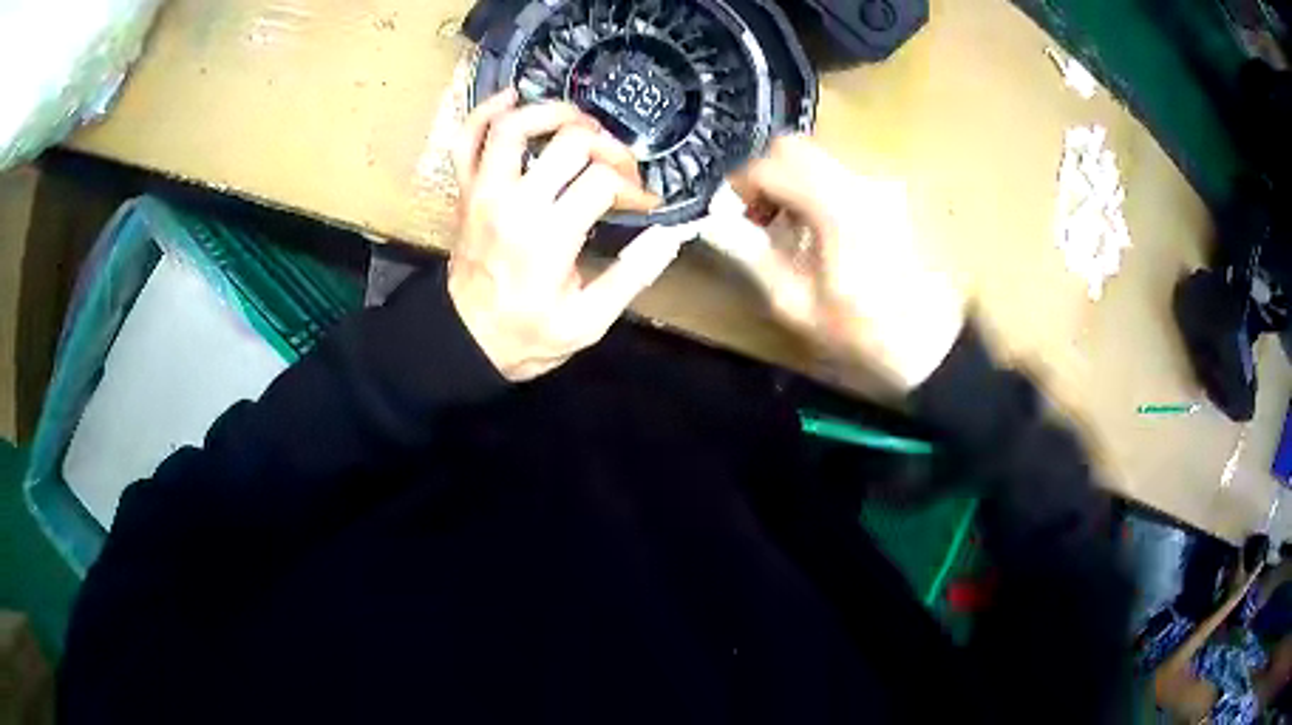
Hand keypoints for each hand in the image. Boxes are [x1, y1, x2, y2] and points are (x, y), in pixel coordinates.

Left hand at [449, 90, 688, 381]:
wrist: (465, 339)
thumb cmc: (527, 334)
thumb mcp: (589, 321)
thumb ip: (631, 277)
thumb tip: (669, 236)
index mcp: (549, 236)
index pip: (603, 182)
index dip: (633, 188)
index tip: (642, 205)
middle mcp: (514, 202)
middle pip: (569, 142)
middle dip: (609, 147)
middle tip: (621, 166)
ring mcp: (484, 191)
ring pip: (514, 126)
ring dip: (553, 111)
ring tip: (581, 120)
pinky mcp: (466, 190)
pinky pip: (467, 139)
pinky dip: (486, 110)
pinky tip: (513, 97)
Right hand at [701, 135, 964, 390]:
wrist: (940, 348)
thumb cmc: (869, 336)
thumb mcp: (800, 305)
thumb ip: (754, 255)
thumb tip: (718, 224)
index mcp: (839, 205)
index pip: (773, 163)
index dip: (742, 182)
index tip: (733, 211)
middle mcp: (866, 179)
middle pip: (799, 147)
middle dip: (769, 175)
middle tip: (762, 216)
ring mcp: (889, 183)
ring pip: (825, 158)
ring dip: (799, 182)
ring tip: (798, 229)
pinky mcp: (902, 194)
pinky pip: (851, 174)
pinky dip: (827, 190)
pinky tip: (832, 231)